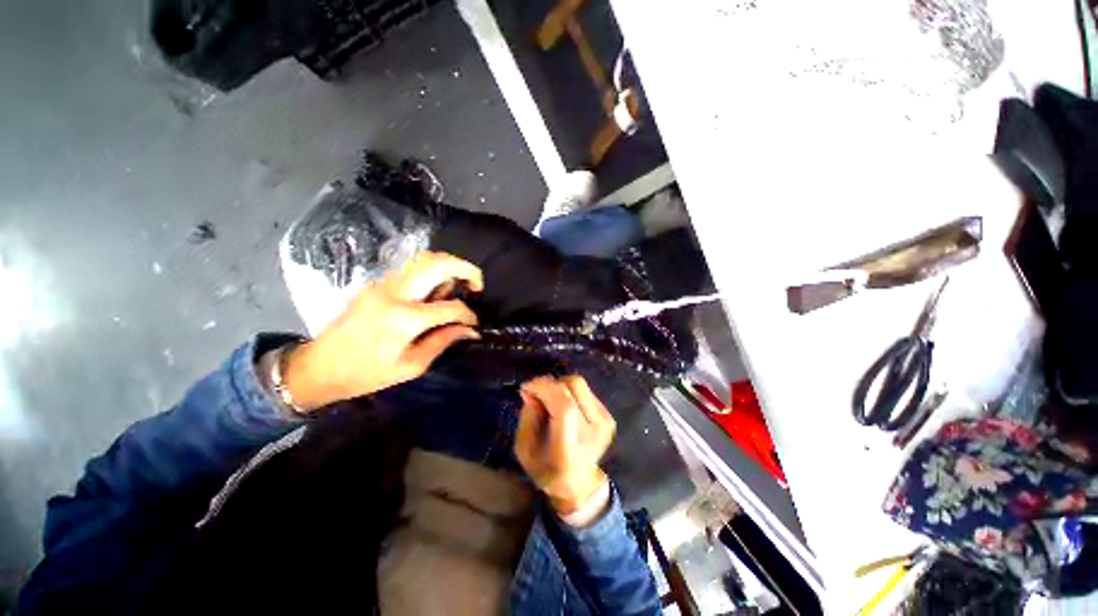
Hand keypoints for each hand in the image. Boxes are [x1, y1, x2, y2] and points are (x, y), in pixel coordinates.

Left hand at [282, 251, 482, 411]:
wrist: (318, 367)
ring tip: (457, 284)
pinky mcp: (376, 282)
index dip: (468, 315)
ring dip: (448, 265)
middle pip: (439, 264)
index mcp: (405, 319)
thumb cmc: (365, 374)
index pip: (451, 307)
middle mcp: (396, 293)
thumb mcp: (411, 366)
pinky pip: (411, 267)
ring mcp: (383, 283)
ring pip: (424, 258)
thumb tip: (469, 330)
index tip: (473, 323)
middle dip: (467, 270)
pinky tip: (435, 288)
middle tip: (476, 284)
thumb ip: (443, 342)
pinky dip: (431, 270)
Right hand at [515, 376, 615, 514]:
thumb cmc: (546, 469)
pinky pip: (584, 390)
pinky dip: (568, 391)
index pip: (564, 407)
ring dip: (559, 385)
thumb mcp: (525, 450)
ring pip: (579, 384)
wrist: (579, 484)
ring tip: (548, 398)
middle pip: (574, 387)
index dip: (545, 389)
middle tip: (535, 391)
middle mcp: (593, 434)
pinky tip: (562, 404)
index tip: (526, 387)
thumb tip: (531, 390)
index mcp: (569, 451)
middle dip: (549, 383)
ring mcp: (605, 424)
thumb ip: (527, 418)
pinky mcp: (609, 417)